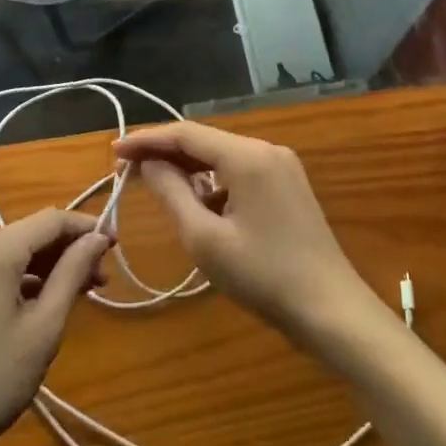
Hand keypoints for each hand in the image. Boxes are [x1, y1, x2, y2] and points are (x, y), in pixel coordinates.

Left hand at [0, 210, 111, 445]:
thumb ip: (72, 275)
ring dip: (51, 264)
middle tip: (103, 278)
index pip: (51, 219)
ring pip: (16, 251)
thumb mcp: (43, 328)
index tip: (116, 246)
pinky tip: (47, 301)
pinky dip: (28, 277)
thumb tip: (97, 238)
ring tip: (84, 291)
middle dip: (70, 248)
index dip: (86, 227)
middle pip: (32, 232)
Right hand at [114, 121, 373, 345]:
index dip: (146, 140)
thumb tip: (148, 164)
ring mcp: (283, 167)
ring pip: (223, 157)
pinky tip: (198, 205)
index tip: (114, 151)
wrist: (332, 310)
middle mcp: (267, 150)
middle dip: (166, 154)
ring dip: (189, 169)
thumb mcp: (205, 238)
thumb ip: (171, 193)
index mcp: (247, 156)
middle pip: (205, 141)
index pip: (186, 134)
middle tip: (128, 170)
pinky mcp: (289, 187)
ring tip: (156, 186)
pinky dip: (214, 183)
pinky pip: (241, 173)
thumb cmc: (263, 276)